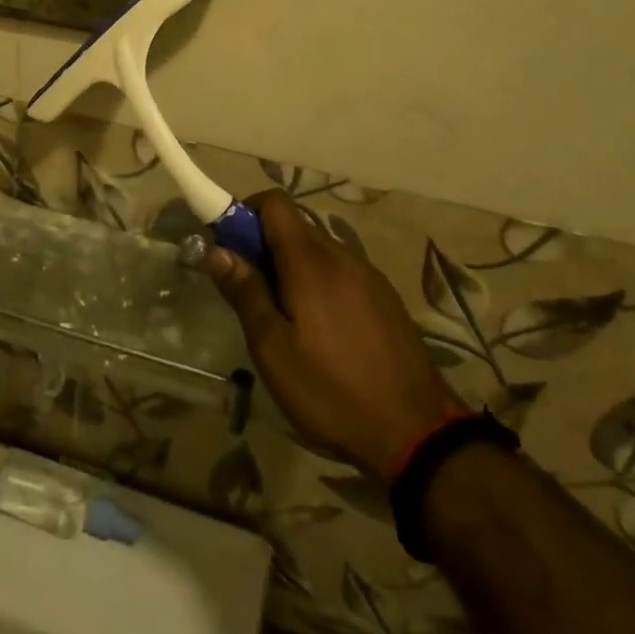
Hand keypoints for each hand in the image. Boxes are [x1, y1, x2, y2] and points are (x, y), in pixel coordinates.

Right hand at [187, 189, 467, 480]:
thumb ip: (246, 293)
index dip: (245, 213)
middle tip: (251, 293)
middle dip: (265, 246)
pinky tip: (322, 333)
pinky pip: (341, 273)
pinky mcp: (384, 297)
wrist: (416, 432)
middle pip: (295, 226)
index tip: (229, 248)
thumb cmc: (332, 391)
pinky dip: (320, 284)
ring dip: (293, 268)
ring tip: (285, 320)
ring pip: (318, 251)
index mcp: (310, 260)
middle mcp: (341, 255)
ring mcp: (368, 275)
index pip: (274, 202)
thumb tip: (218, 250)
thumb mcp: (274, 350)